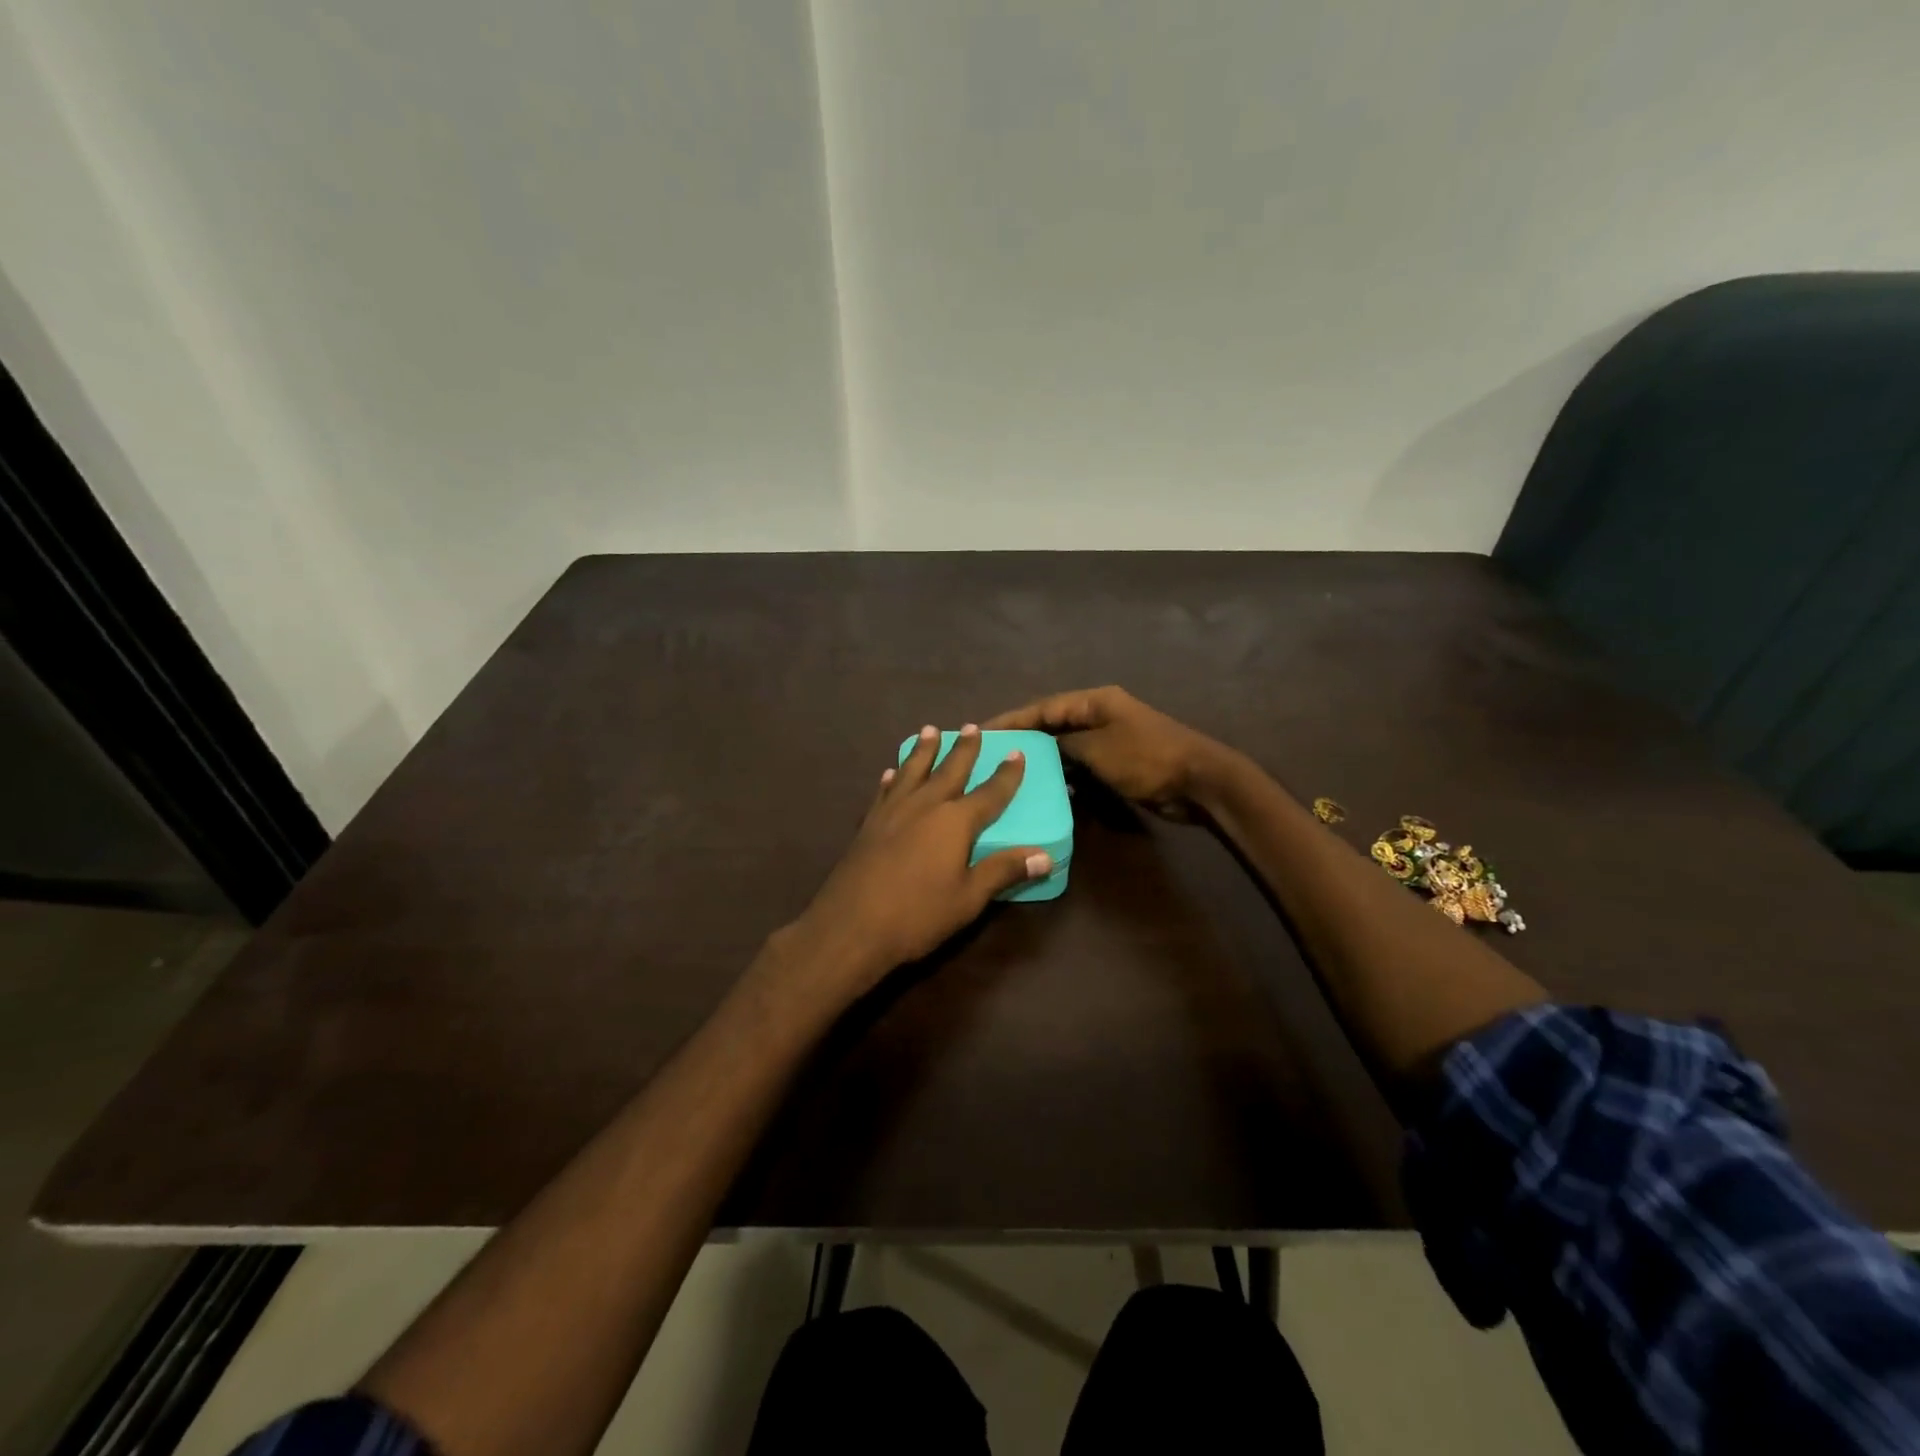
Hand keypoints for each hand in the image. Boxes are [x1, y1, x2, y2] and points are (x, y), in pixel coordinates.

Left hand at [780, 724, 1052, 1002]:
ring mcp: (892, 812)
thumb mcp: (968, 898)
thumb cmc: (917, 915)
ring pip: (912, 771)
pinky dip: (891, 778)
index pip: (989, 793)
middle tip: (971, 726)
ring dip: (924, 750)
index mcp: (955, 822)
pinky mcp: (868, 825)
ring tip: (930, 730)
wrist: (851, 926)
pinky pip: (884, 791)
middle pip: (949, 770)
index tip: (1016, 752)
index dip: (1006, 775)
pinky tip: (890, 772)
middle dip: (963, 749)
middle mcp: (924, 806)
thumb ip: (1003, 871)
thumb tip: (1045, 856)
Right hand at [985, 686, 1232, 822]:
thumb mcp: (1098, 749)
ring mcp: (1110, 737)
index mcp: (1095, 702)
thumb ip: (1065, 745)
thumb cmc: (1146, 758)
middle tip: (992, 753)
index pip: (1044, 707)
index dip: (1013, 719)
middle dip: (1025, 738)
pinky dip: (1065, 773)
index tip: (984, 731)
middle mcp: (1100, 713)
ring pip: (1066, 745)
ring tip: (1012, 772)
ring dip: (1044, 758)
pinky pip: (1082, 763)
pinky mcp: (1118, 760)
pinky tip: (1050, 788)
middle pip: (1053, 723)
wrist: (1198, 780)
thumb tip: (1043, 747)